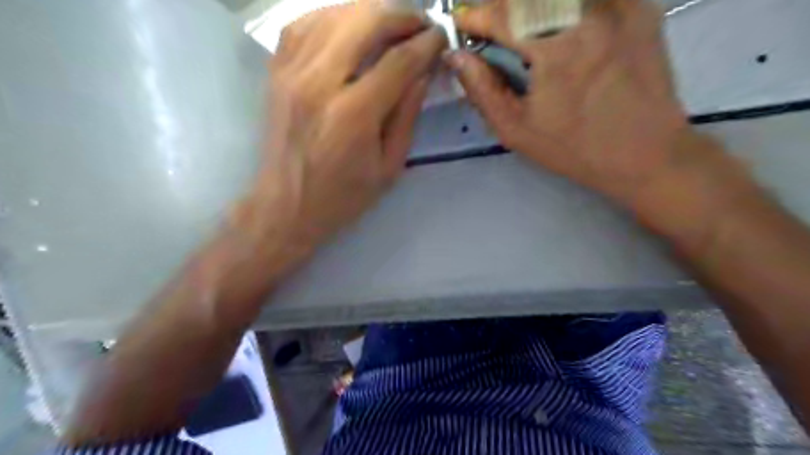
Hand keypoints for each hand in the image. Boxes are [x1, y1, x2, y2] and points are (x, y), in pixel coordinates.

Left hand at [249, 4, 448, 255]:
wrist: (286, 206)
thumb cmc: (343, 196)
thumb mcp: (389, 167)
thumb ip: (406, 116)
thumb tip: (422, 74)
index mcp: (353, 114)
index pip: (399, 61)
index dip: (426, 43)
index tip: (441, 36)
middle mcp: (319, 83)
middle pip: (364, 20)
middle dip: (400, 15)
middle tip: (419, 26)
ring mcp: (292, 72)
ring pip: (333, 13)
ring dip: (368, 12)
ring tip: (390, 25)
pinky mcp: (276, 72)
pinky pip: (303, 24)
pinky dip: (332, 16)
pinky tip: (350, 27)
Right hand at [449, 1, 689, 204]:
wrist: (646, 153)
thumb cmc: (574, 148)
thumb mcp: (517, 130)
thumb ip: (483, 91)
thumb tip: (457, 58)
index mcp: (555, 51)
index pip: (504, 16)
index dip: (477, 15)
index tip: (462, 21)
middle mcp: (589, 16)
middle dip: (503, 4)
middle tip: (491, 21)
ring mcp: (620, 6)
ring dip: (531, 4)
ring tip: (519, 25)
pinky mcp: (641, 7)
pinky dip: (565, 5)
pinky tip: (557, 24)